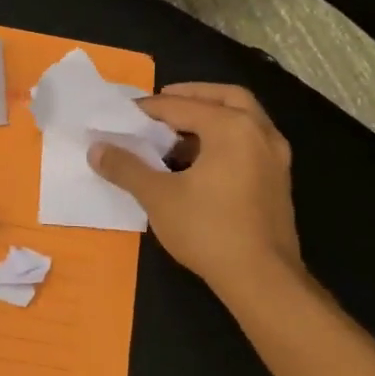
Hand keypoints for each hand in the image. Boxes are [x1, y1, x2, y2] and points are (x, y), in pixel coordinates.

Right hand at [88, 82, 305, 301]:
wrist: (263, 280)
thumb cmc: (209, 230)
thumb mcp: (157, 196)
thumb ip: (125, 167)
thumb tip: (96, 148)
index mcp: (231, 127)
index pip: (181, 106)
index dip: (149, 109)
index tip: (123, 115)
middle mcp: (259, 132)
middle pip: (226, 97)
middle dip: (193, 95)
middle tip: (163, 103)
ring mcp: (275, 157)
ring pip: (243, 119)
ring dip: (212, 116)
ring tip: (177, 132)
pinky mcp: (278, 180)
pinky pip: (250, 141)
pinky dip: (226, 137)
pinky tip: (201, 160)